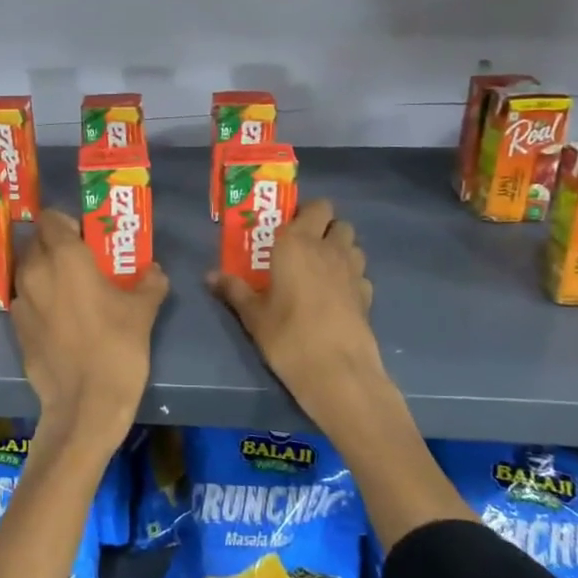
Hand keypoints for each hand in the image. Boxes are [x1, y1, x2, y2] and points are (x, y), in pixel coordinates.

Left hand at [11, 209, 167, 445]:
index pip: (51, 219)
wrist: (85, 405)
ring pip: (26, 272)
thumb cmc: (117, 348)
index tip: (85, 237)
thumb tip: (154, 272)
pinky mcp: (16, 330)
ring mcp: (20, 302)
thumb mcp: (143, 312)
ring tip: (68, 288)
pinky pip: (24, 301)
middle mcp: (35, 272)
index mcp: (64, 257)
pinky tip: (58, 318)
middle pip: (35, 243)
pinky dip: (37, 300)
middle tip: (79, 260)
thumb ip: (150, 283)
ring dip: (43, 272)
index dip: (66, 223)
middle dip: (53, 245)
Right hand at [207, 199, 384, 425]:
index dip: (302, 213)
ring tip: (319, 269)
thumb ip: (234, 290)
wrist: (337, 371)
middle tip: (301, 248)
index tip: (285, 229)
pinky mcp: (367, 295)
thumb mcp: (253, 315)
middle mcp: (329, 248)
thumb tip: (210, 275)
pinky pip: (360, 273)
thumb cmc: (287, 336)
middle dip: (323, 227)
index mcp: (298, 243)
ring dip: (339, 249)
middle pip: (337, 221)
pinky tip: (335, 295)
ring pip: (352, 244)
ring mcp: (353, 271)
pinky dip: (349, 276)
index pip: (314, 207)